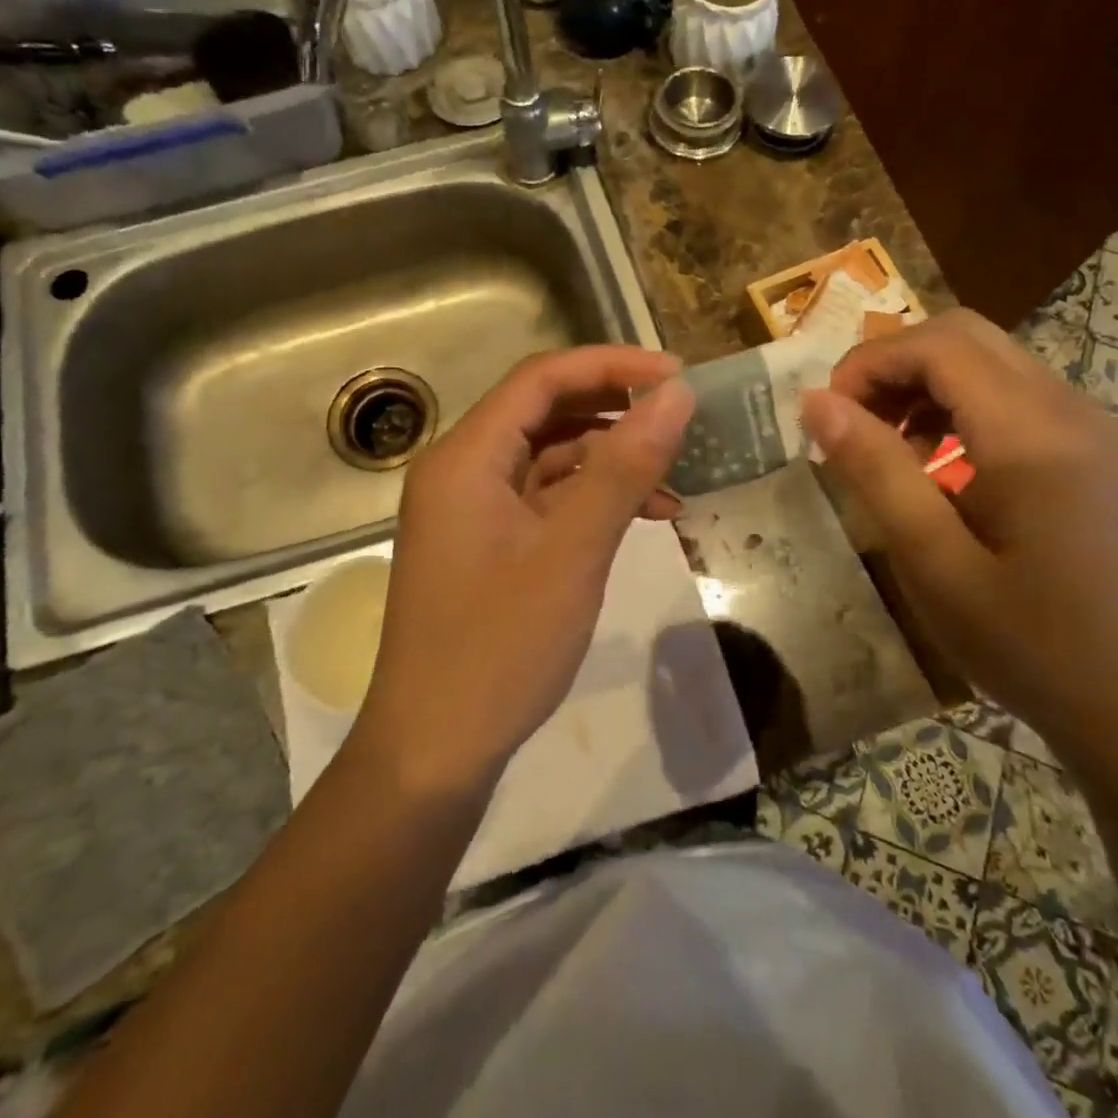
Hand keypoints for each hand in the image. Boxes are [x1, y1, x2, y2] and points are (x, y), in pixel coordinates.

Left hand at [355, 347, 694, 799]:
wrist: (435, 751)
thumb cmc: (499, 648)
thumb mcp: (572, 552)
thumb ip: (623, 468)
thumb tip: (676, 396)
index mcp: (465, 457)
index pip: (541, 378)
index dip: (612, 366)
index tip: (677, 376)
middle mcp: (462, 470)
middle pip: (544, 411)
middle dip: (615, 408)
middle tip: (681, 416)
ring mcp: (473, 509)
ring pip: (549, 456)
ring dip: (611, 458)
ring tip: (677, 473)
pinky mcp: (488, 544)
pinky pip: (545, 499)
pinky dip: (592, 499)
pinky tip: (645, 515)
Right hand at [799, 309, 1117, 769]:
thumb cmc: (1027, 641)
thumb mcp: (933, 561)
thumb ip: (875, 471)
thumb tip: (816, 401)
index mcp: (1032, 433)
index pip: (939, 345)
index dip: (869, 363)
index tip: (826, 416)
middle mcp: (1068, 408)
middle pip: (964, 335)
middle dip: (893, 364)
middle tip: (851, 423)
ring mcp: (1086, 425)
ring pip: (986, 359)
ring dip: (922, 383)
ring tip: (882, 446)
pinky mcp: (1088, 447)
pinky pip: (1009, 393)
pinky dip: (955, 405)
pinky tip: (932, 463)